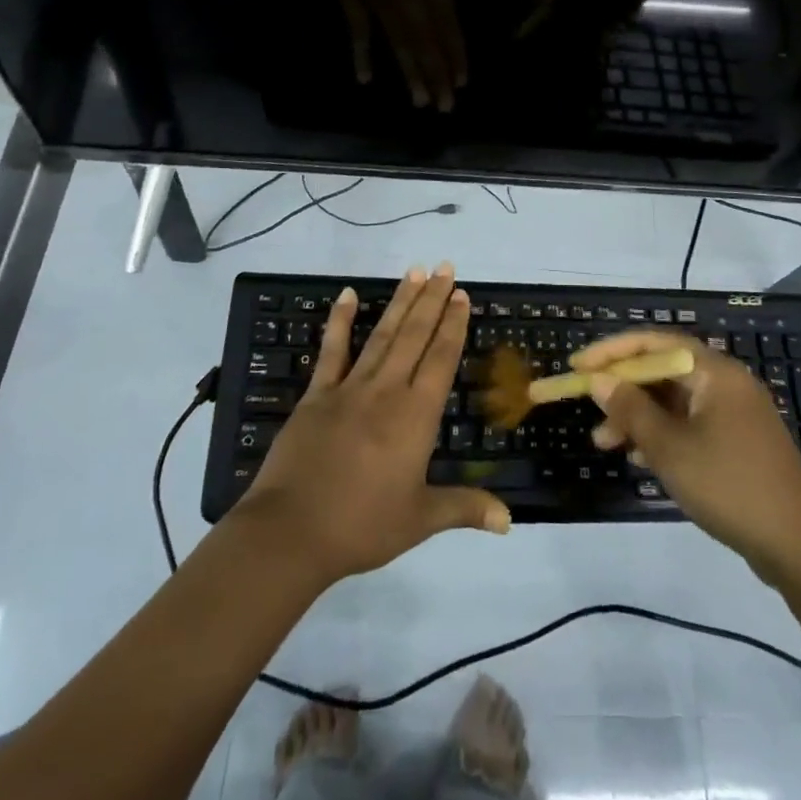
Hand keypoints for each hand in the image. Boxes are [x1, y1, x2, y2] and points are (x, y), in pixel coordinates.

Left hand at [236, 264, 509, 584]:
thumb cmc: (362, 526)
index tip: (461, 295)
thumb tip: (509, 520)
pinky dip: (339, 321)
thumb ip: (465, 509)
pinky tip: (347, 294)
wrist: (291, 532)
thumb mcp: (420, 520)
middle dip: (433, 300)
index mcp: (415, 415)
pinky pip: (332, 350)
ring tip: (415, 272)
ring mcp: (349, 388)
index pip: (441, 358)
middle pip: (415, 335)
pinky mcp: (317, 394)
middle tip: (445, 267)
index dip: (453, 325)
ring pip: (382, 334)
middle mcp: (386, 390)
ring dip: (400, 302)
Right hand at [573, 331, 800, 581]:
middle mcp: (725, 382)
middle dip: (622, 389)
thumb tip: (599, 380)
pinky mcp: (736, 441)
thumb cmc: (730, 485)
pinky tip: (638, 459)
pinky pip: (688, 423)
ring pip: (673, 401)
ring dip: (637, 416)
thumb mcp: (670, 448)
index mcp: (714, 372)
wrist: (799, 547)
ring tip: (604, 443)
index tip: (578, 365)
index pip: (655, 343)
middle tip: (588, 406)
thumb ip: (631, 410)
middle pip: (662, 371)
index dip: (612, 351)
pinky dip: (660, 434)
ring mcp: (733, 413)